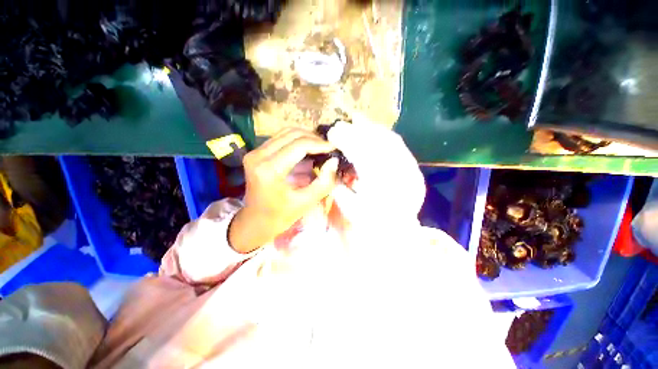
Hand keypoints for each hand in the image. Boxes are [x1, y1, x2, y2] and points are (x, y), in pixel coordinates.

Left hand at [229, 128, 338, 252]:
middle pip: (292, 134)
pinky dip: (296, 140)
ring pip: (285, 132)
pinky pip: (279, 138)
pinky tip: (307, 148)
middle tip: (328, 148)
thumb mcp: (306, 202)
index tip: (334, 148)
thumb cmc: (280, 216)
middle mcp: (258, 156)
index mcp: (270, 170)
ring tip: (320, 147)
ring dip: (305, 137)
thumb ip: (323, 182)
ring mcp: (255, 152)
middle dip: (314, 138)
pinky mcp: (256, 153)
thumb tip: (334, 161)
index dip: (319, 144)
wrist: (255, 221)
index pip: (299, 145)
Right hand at [327, 120, 424, 227]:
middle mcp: (400, 178)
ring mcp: (411, 172)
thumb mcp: (350, 209)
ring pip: (391, 142)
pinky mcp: (415, 170)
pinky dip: (384, 135)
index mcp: (380, 191)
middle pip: (378, 146)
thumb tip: (333, 163)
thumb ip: (339, 186)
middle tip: (343, 122)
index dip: (347, 142)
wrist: (398, 233)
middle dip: (358, 131)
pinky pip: (399, 147)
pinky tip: (373, 130)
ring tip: (357, 120)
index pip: (363, 157)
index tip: (333, 132)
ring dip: (372, 129)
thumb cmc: (371, 224)